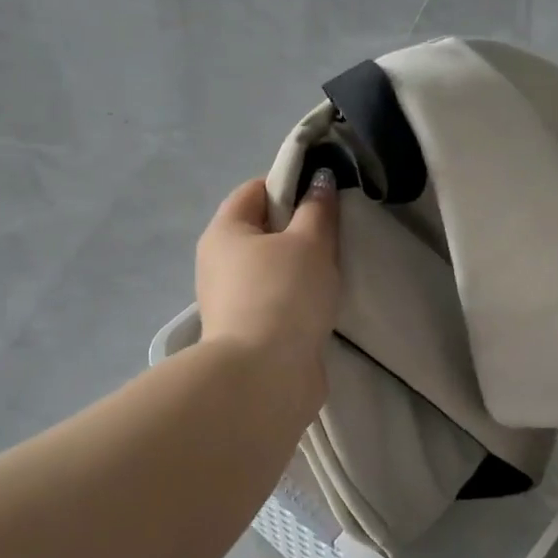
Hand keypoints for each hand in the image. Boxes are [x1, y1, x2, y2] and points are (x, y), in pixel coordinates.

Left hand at [195, 173, 340, 405]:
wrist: (265, 377)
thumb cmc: (283, 295)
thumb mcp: (309, 242)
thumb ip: (318, 208)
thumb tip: (320, 180)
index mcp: (224, 232)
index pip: (255, 190)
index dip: (291, 185)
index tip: (326, 196)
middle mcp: (219, 262)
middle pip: (263, 230)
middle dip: (300, 228)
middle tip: (337, 233)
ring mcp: (231, 300)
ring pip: (272, 268)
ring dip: (302, 267)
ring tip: (337, 269)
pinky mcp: (248, 331)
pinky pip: (277, 300)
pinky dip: (298, 298)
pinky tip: (325, 303)